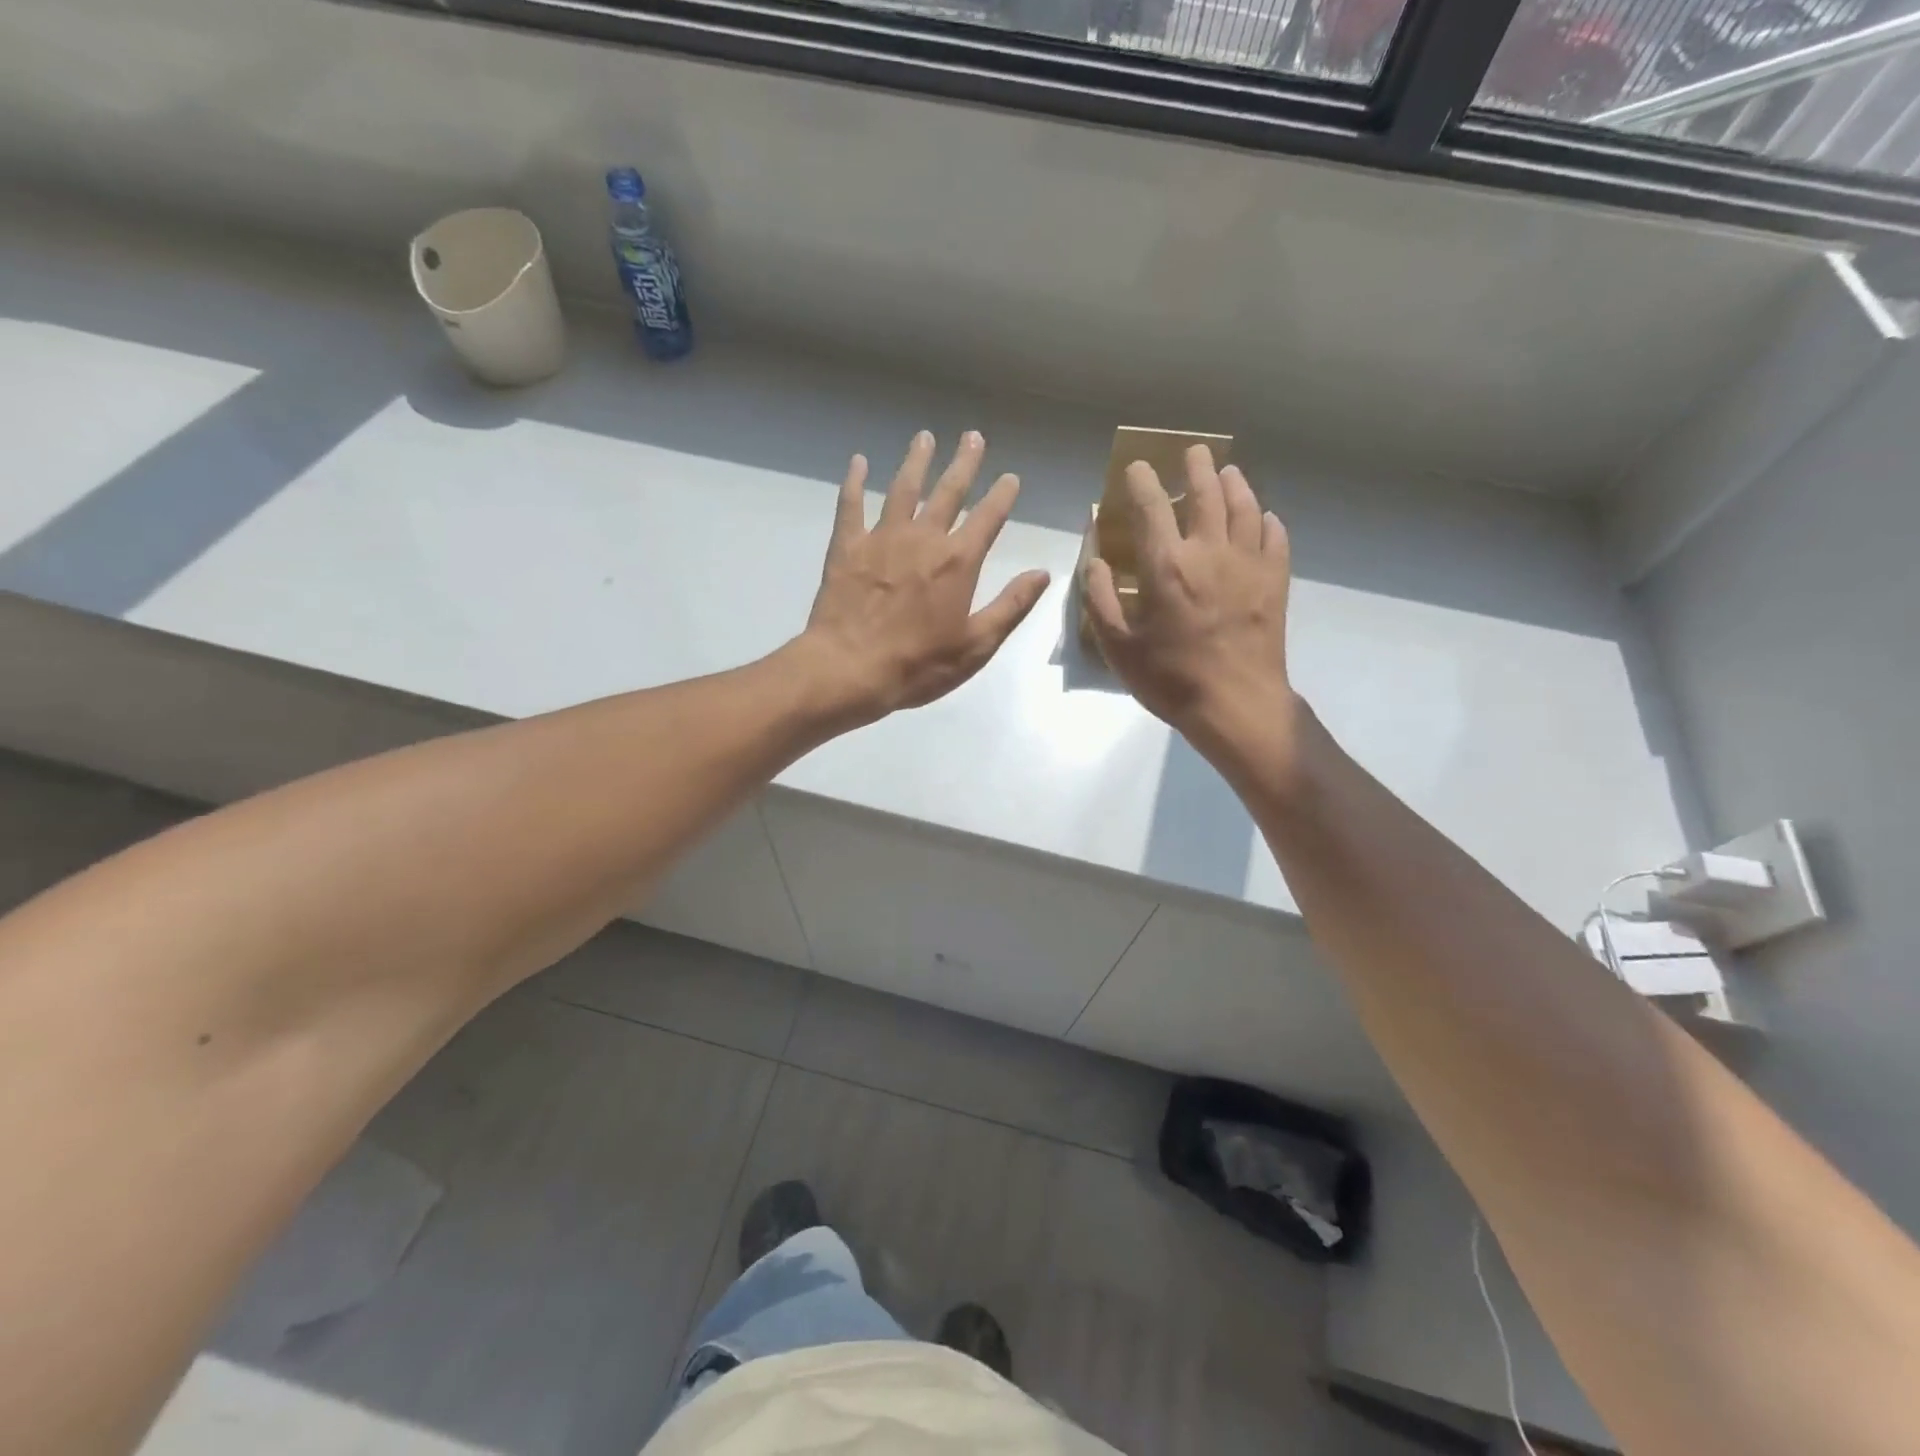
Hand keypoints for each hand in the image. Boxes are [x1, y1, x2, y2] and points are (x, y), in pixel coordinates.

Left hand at [799, 431, 1050, 725]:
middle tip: (972, 437)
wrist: (849, 669)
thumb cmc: (918, 665)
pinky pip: (851, 505)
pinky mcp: (847, 546)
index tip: (1010, 477)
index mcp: (958, 562)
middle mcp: (923, 538)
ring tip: (925, 437)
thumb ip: (1011, 606)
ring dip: (916, 461)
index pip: (987, 518)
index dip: (1001, 496)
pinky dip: (855, 482)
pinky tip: (859, 462)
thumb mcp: (976, 645)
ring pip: (903, 488)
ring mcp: (882, 538)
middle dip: (963, 463)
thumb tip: (1042, 573)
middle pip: (948, 491)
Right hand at [1083, 445, 1296, 766]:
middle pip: (1206, 494)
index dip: (1142, 481)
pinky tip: (1262, 518)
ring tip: (1228, 472)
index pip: (1151, 507)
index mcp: (1167, 566)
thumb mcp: (1118, 647)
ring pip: (1245, 508)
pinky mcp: (1275, 581)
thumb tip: (1095, 561)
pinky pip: (1275, 537)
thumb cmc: (1170, 679)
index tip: (1137, 468)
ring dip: (1235, 484)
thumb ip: (1099, 600)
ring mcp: (1249, 564)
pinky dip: (1267, 520)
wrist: (1236, 705)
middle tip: (1193, 452)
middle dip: (1197, 467)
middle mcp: (1210, 552)